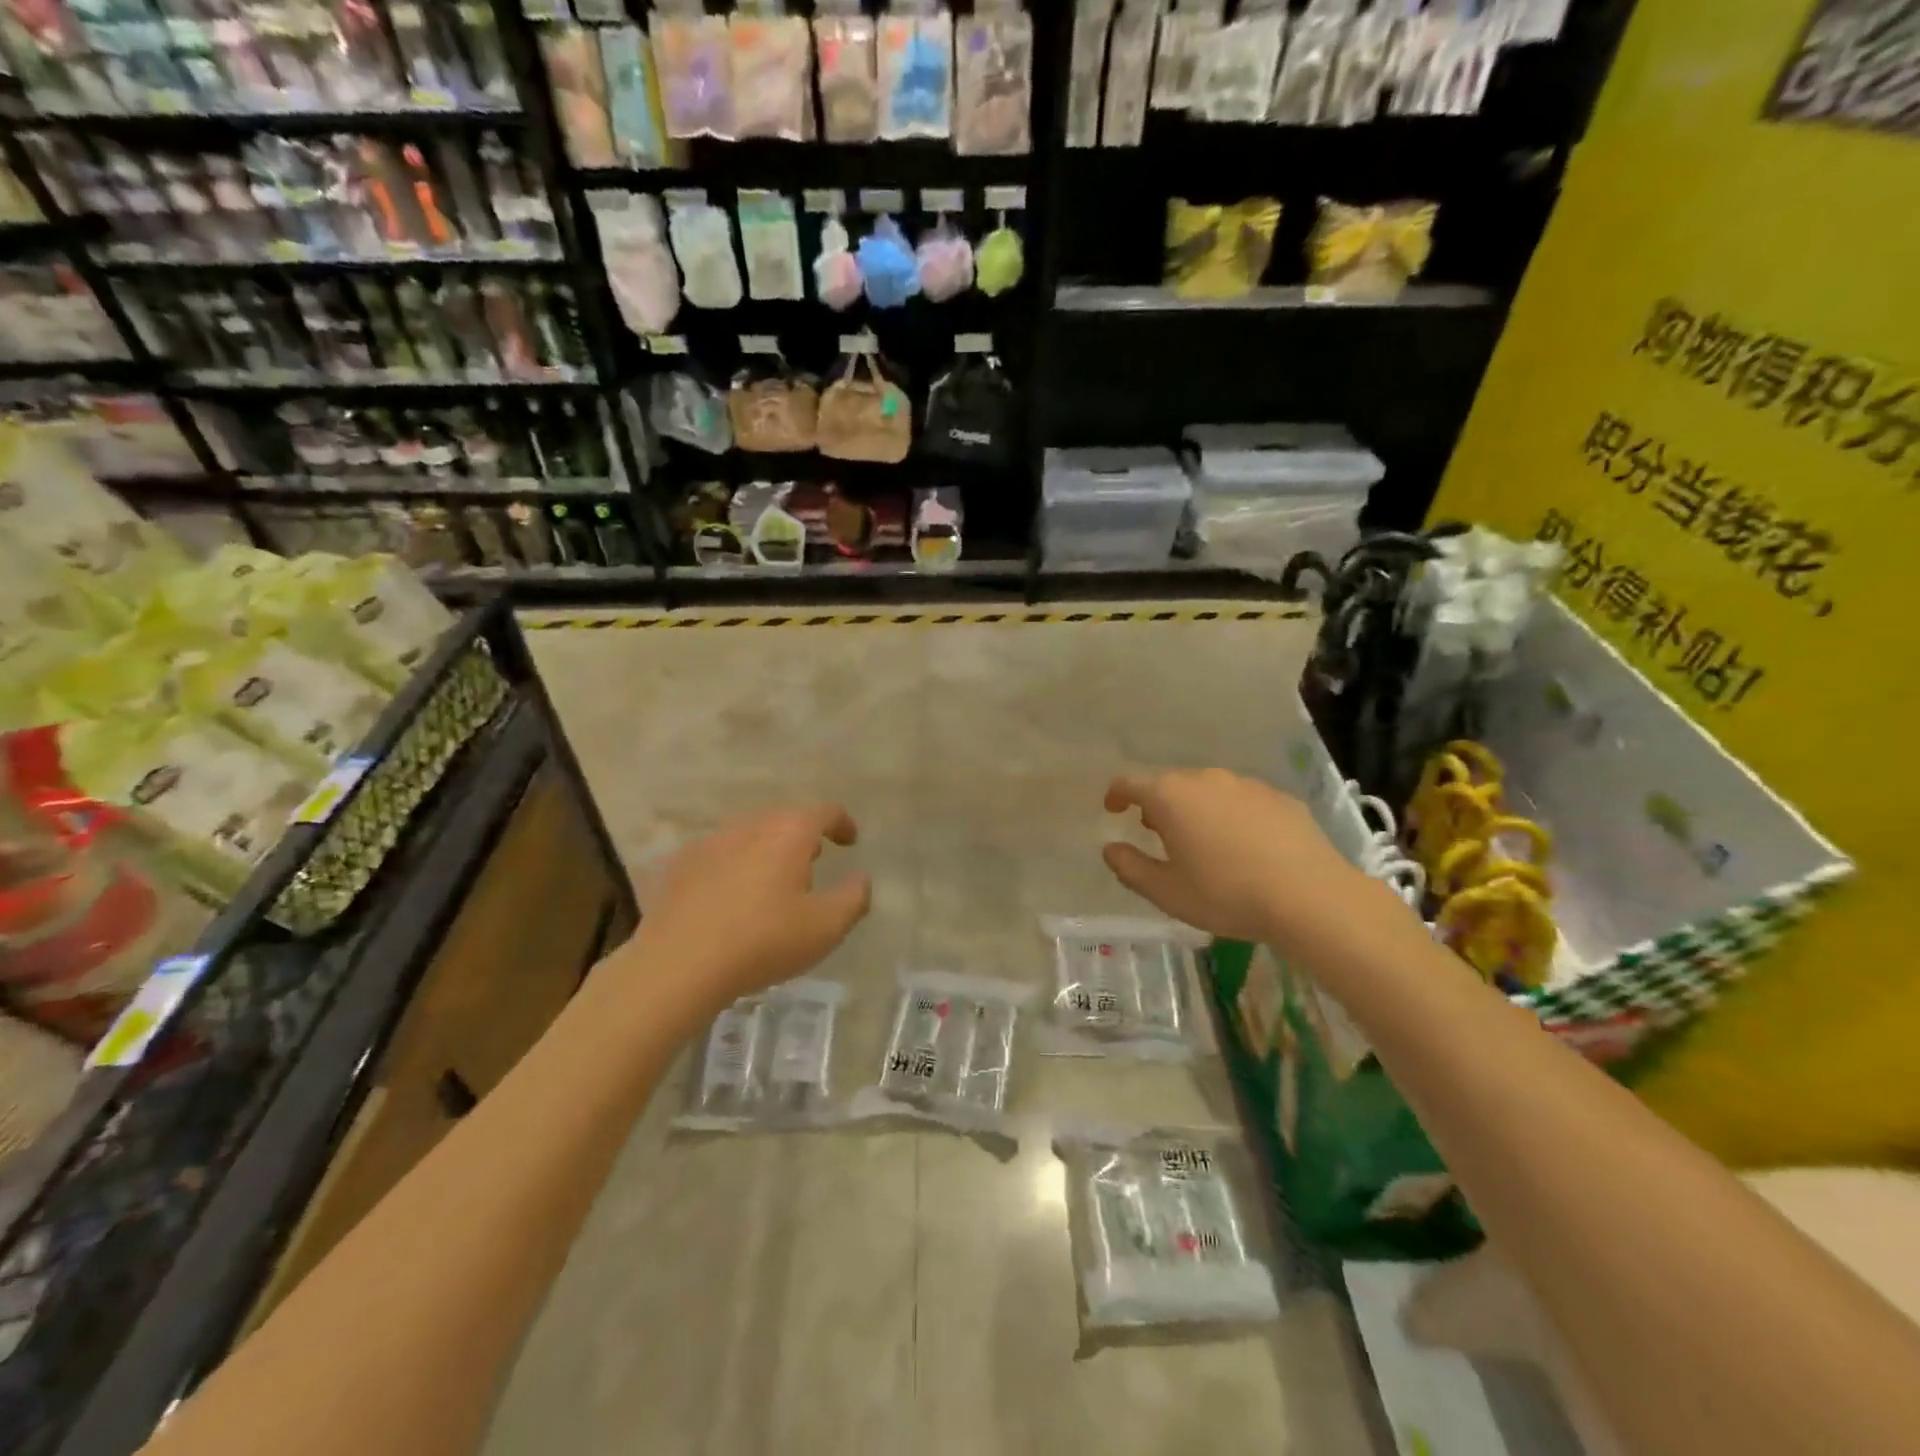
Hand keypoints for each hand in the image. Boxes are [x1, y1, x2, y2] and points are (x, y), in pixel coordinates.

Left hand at [623, 803, 871, 1012]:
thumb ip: (854, 898)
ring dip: (767, 850)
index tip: (849, 841)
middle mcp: (750, 826)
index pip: (824, 812)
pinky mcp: (681, 865)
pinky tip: (731, 897)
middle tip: (813, 862)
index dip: (842, 823)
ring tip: (772, 881)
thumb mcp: (826, 927)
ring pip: (749, 835)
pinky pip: (719, 856)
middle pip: (784, 819)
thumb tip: (861, 879)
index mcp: (789, 832)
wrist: (678, 964)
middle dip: (803, 836)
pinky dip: (734, 866)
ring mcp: (711, 842)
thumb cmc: (763, 941)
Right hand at [1103, 768, 1381, 947]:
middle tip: (1157, 833)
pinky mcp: (1278, 797)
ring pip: (1207, 789)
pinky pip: (1241, 799)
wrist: (1310, 896)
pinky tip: (1243, 845)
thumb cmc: (1227, 894)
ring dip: (1195, 807)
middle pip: (1170, 782)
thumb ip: (1130, 868)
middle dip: (1157, 803)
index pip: (1130, 782)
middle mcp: (1205, 779)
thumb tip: (1110, 849)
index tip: (1113, 809)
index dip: (1116, 794)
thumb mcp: (1167, 892)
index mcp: (1171, 796)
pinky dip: (1230, 814)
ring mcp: (1246, 784)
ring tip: (1201, 840)